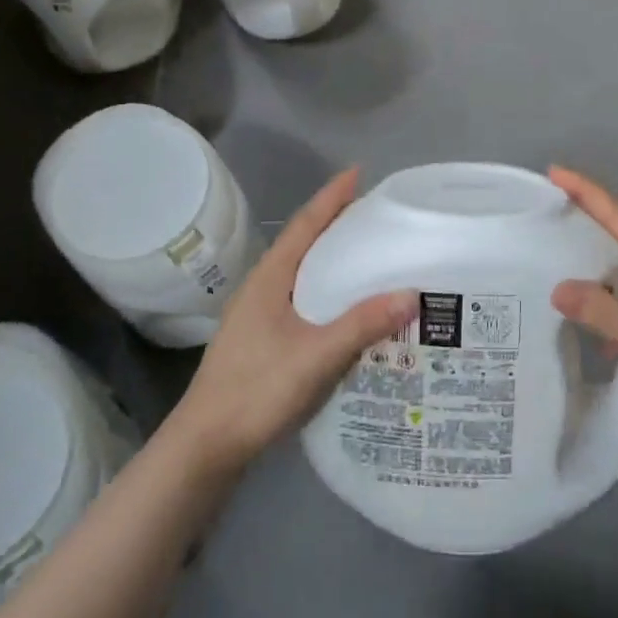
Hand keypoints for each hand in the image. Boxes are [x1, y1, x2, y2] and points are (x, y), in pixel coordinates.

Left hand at [166, 169, 414, 472]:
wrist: (206, 445)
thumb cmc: (256, 390)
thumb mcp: (315, 356)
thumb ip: (361, 324)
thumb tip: (412, 293)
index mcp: (270, 278)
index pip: (305, 225)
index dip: (331, 197)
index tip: (357, 172)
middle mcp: (263, 288)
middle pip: (303, 243)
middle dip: (335, 222)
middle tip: (374, 212)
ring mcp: (259, 315)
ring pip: (302, 273)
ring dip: (331, 257)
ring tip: (367, 253)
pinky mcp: (262, 339)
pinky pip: (302, 299)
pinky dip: (327, 290)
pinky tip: (347, 307)